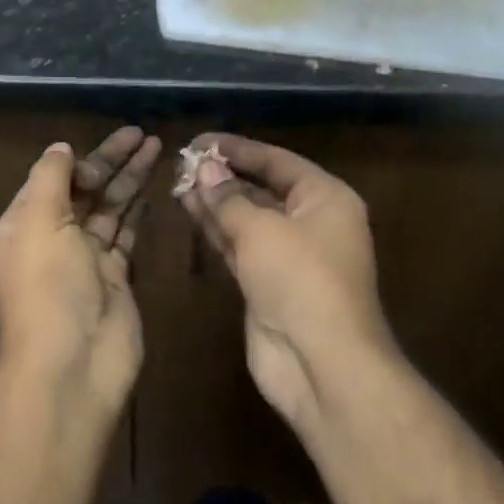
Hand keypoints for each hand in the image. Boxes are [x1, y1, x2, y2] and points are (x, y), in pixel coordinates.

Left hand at [0, 126, 160, 412]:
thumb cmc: (49, 286)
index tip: (117, 141)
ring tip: (157, 149)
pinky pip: (126, 236)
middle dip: (114, 161)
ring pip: (110, 208)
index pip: (56, 178)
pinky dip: (137, 213)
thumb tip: (61, 147)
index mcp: (26, 223)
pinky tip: (152, 191)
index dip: (85, 158)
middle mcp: (54, 238)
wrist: (72, 363)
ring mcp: (87, 259)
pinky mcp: (116, 277)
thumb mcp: (38, 221)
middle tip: (145, 134)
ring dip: (130, 180)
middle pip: (86, 189)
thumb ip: (51, 179)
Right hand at [179, 134, 397, 428]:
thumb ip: (228, 198)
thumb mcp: (261, 229)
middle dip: (223, 177)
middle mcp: (311, 222)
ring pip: (247, 219)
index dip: (237, 149)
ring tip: (177, 183)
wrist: (321, 363)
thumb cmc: (300, 279)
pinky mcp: (267, 285)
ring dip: (215, 203)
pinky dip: (216, 231)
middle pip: (262, 189)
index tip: (199, 141)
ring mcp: (289, 256)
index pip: (277, 161)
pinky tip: (190, 212)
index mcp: (325, 198)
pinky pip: (239, 247)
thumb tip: (203, 169)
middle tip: (182, 163)